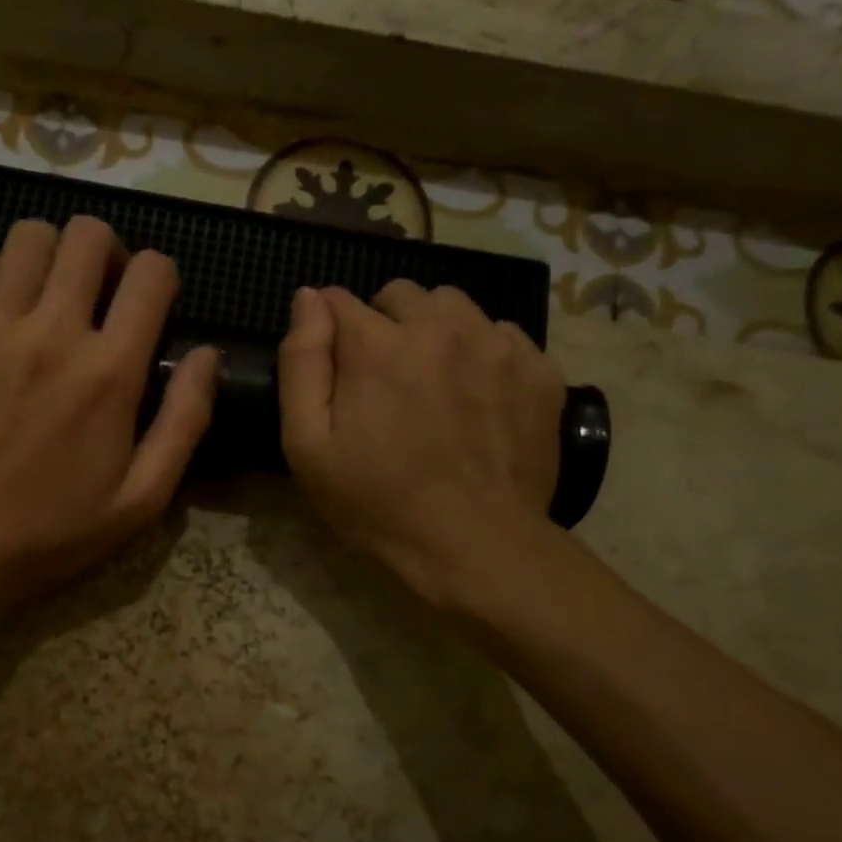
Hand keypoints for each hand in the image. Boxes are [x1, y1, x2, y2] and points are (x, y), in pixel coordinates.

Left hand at [0, 216, 218, 620]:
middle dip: (107, 252)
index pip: (152, 272)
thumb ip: (186, 420)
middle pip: (88, 234)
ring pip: (29, 235)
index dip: (160, 276)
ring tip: (50, 295)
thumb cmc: (56, 527)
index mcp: (110, 372)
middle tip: (100, 292)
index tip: (150, 305)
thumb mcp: (143, 497)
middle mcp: (53, 332)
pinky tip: (3, 310)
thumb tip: (208, 354)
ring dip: (51, 255)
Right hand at [277, 282, 565, 612]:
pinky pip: (501, 334)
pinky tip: (478, 397)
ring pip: (454, 306)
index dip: (328, 331)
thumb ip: (302, 362)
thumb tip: (309, 298)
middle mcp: (439, 327)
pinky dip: (482, 353)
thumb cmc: (377, 502)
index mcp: (377, 344)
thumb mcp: (307, 445)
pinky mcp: (539, 369)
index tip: (335, 369)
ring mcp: (497, 345)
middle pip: (400, 295)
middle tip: (384, 380)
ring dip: (434, 330)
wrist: (477, 546)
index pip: (337, 301)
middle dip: (383, 325)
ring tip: (433, 381)